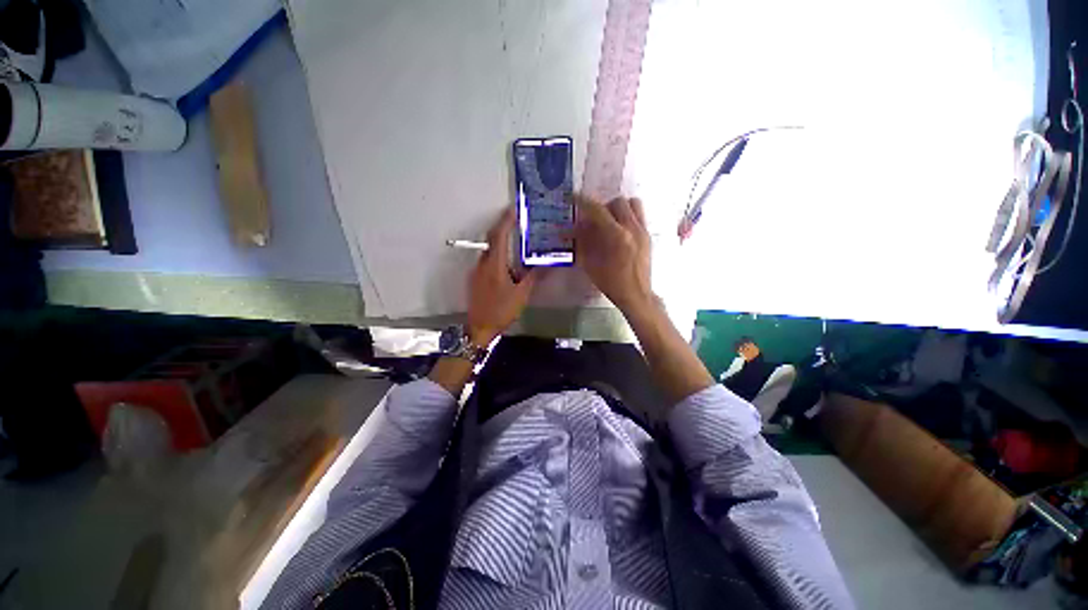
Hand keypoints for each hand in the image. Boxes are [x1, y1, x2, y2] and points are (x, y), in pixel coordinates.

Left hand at [466, 207, 539, 343]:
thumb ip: (533, 277)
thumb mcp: (521, 294)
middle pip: (492, 239)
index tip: (513, 209)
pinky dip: (497, 255)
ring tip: (515, 241)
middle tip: (516, 221)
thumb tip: (547, 264)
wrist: (480, 327)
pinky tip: (508, 264)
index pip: (499, 236)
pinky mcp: (475, 278)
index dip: (506, 221)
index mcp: (494, 265)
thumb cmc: (502, 310)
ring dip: (501, 243)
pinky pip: (487, 260)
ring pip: (489, 250)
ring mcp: (477, 271)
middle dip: (503, 228)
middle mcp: (483, 263)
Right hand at [575, 196, 653, 313]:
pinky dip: (627, 216)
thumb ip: (584, 242)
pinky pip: (639, 215)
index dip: (584, 201)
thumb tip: (577, 226)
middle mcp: (632, 228)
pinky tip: (620, 230)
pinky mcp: (648, 235)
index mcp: (616, 235)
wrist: (636, 294)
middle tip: (595, 219)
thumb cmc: (610, 282)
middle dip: (603, 207)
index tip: (575, 196)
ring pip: (633, 204)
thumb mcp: (591, 263)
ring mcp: (643, 230)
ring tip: (610, 221)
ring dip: (619, 208)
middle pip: (617, 202)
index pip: (598, 210)